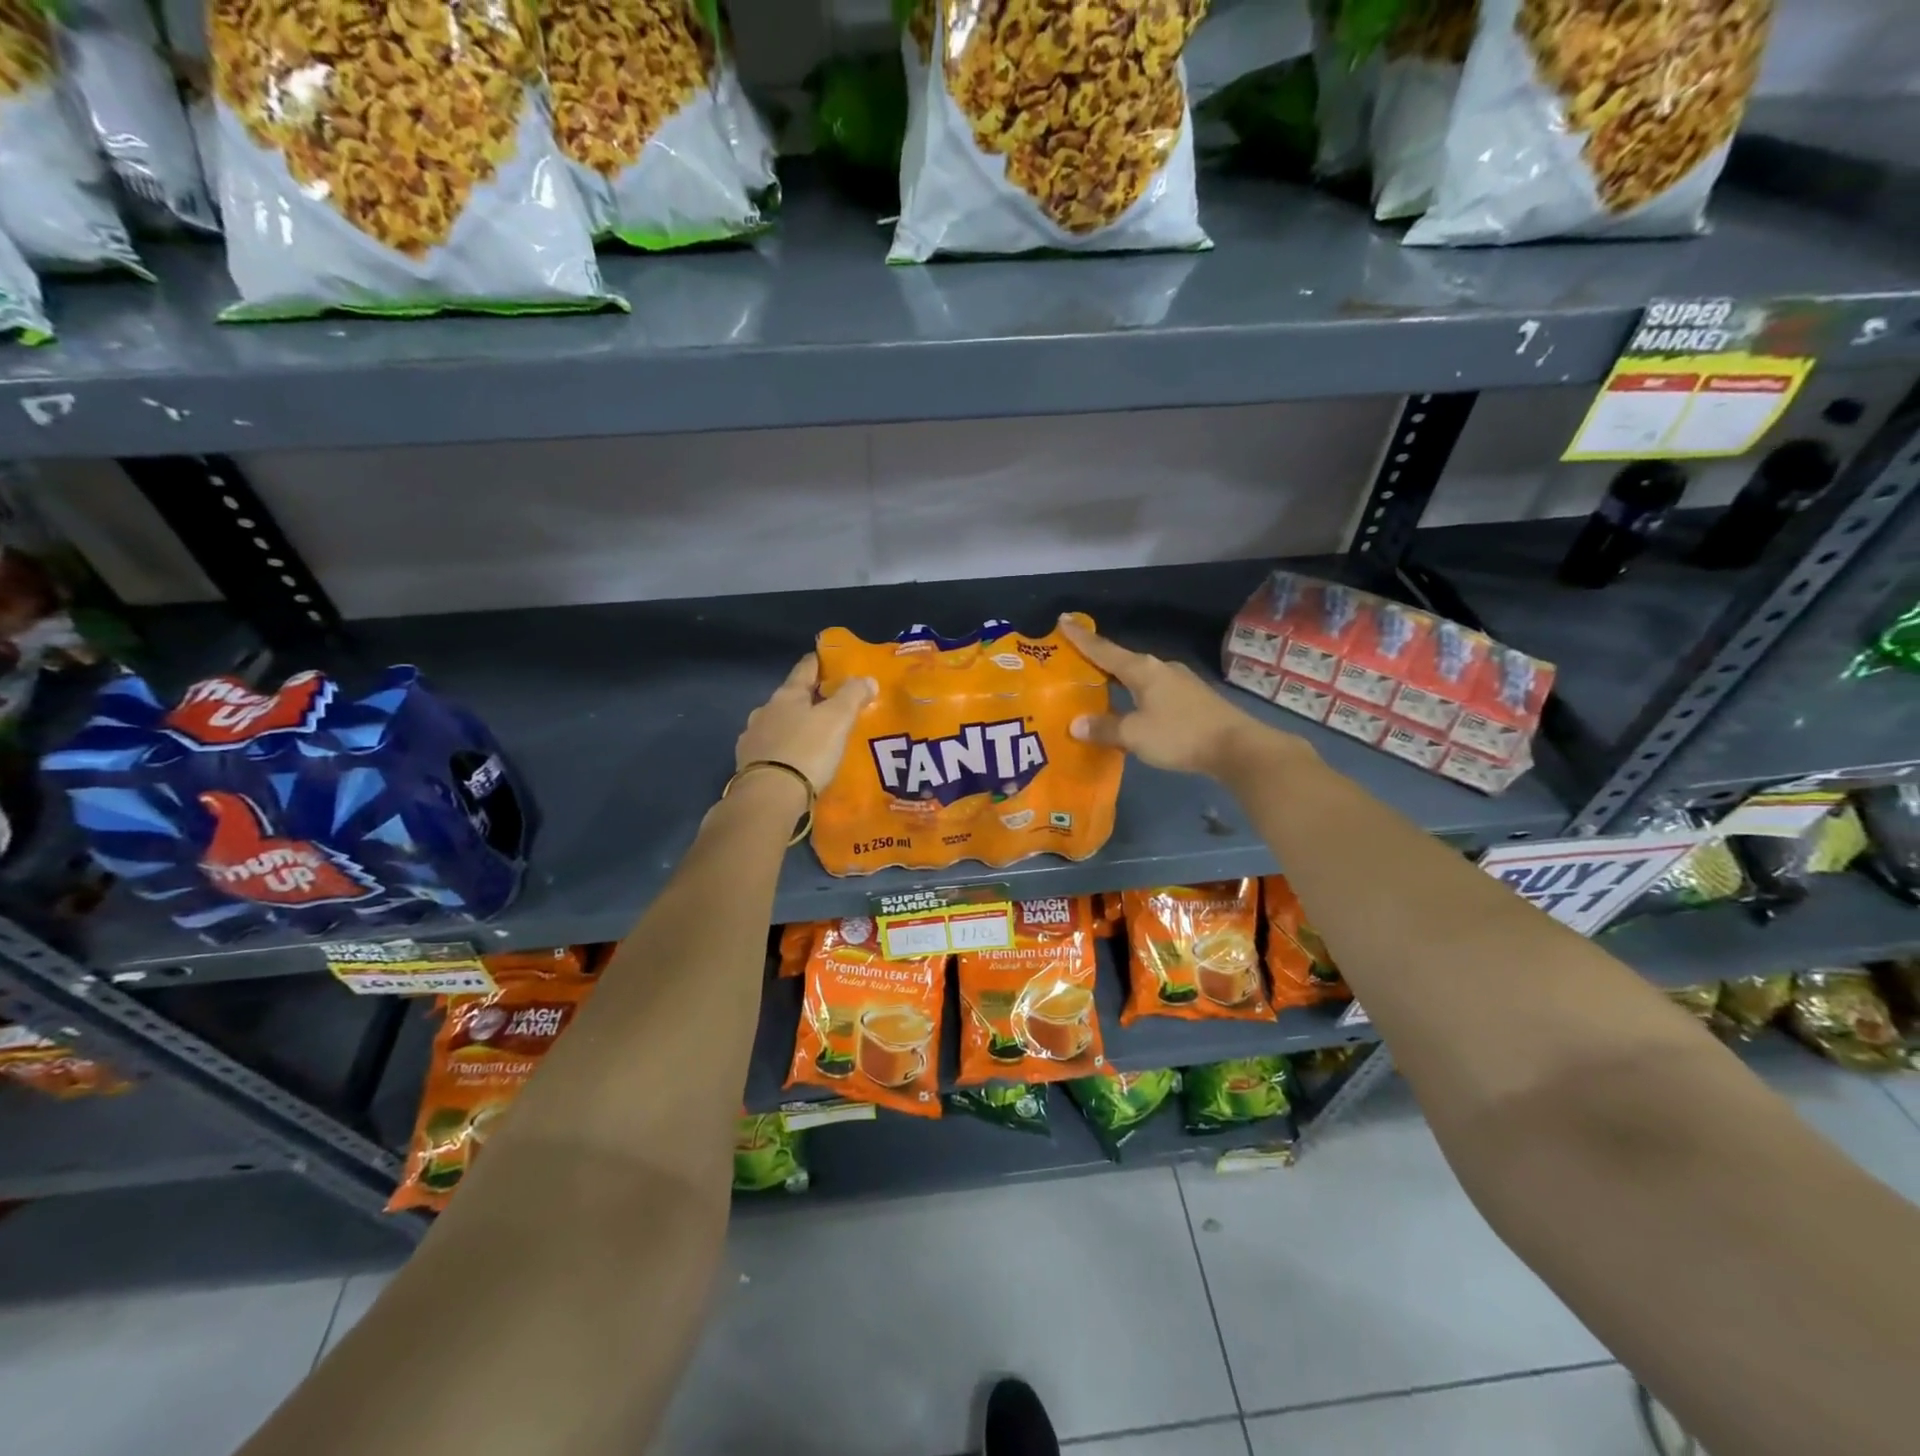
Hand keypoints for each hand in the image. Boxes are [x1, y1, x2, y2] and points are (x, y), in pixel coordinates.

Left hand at [735, 655, 875, 792]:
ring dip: (795, 726)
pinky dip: (784, 749)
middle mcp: (765, 710)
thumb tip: (867, 678)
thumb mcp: (837, 719)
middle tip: (832, 707)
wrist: (768, 797)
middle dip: (810, 699)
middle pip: (791, 697)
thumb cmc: (807, 751)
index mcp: (787, 694)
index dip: (820, 662)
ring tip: (815, 737)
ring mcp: (752, 737)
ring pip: (779, 723)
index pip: (806, 668)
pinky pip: (771, 749)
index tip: (832, 660)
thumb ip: (853, 695)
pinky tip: (794, 760)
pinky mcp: (748, 764)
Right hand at [1058, 616, 1307, 780]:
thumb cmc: (1180, 735)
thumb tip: (1075, 724)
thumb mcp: (1135, 735)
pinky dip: (1135, 695)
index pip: (1104, 649)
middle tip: (1074, 661)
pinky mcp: (1192, 698)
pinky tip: (1131, 708)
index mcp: (1142, 670)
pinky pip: (1153, 691)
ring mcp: (1179, 682)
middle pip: (1122, 660)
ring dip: (1118, 681)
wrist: (1237, 747)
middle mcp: (1160, 668)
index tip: (1063, 619)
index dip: (1081, 637)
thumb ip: (1104, 728)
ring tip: (1100, 688)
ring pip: (1139, 677)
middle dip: (1098, 661)